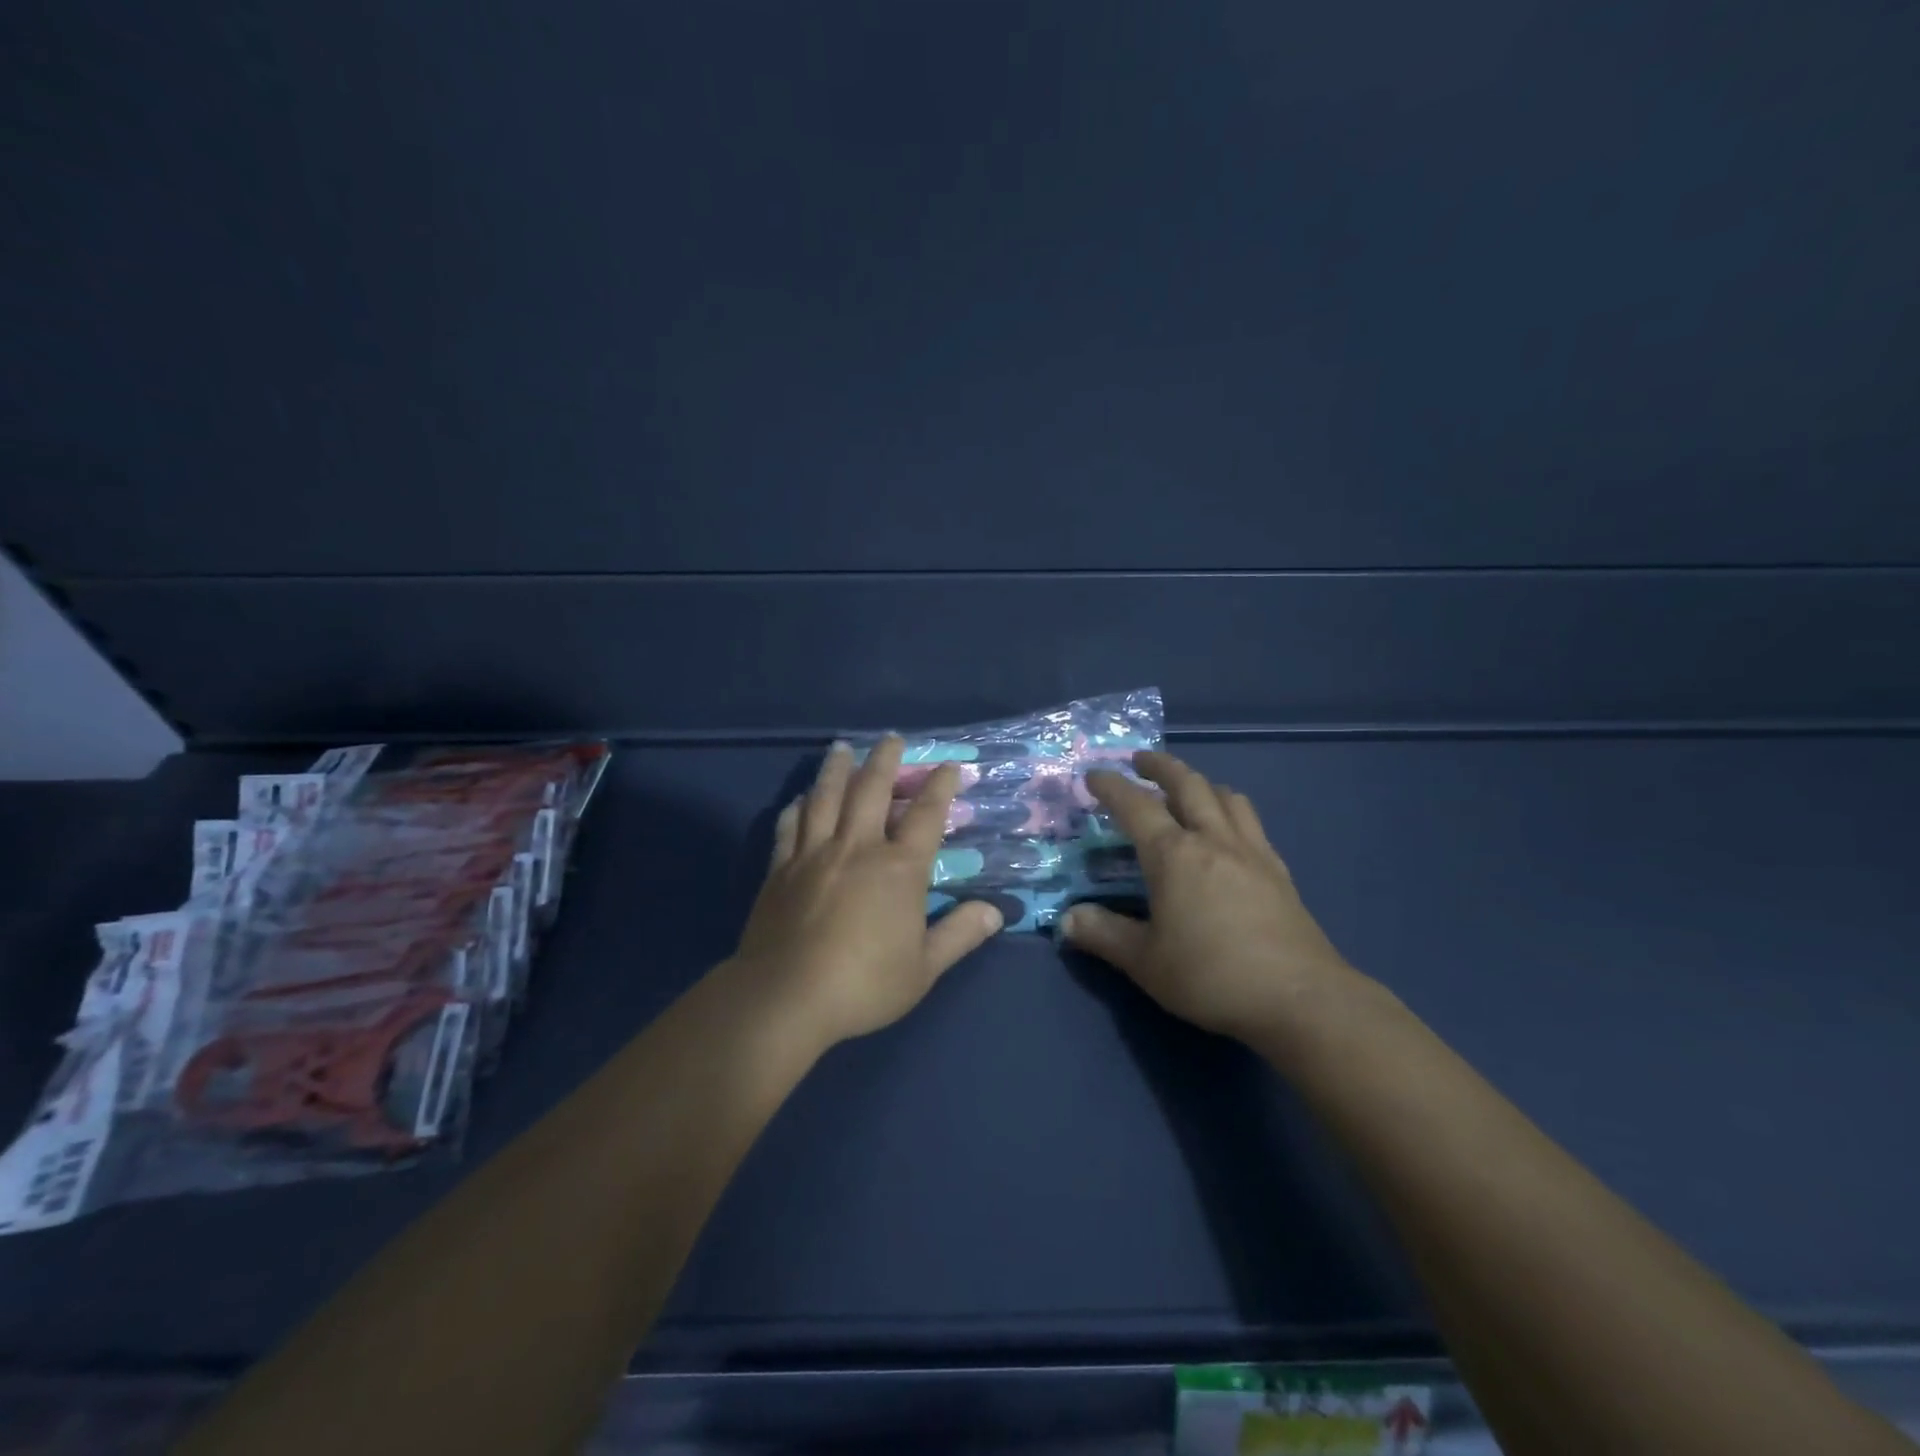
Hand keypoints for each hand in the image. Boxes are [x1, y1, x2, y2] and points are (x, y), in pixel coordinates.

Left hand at [731, 736, 1002, 1051]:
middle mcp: (857, 848)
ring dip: (837, 769)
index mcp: (898, 868)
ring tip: (842, 748)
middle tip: (891, 738)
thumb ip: (959, 935)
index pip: (925, 816)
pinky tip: (801, 798)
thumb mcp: (923, 968)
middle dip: (885, 760)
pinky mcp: (781, 869)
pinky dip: (798, 806)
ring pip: (826, 797)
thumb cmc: (863, 984)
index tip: (948, 766)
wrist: (785, 997)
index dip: (940, 787)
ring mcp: (814, 854)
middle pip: (871, 790)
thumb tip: (995, 911)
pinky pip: (790, 825)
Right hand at [1063, 751, 1361, 1042]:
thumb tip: (1067, 919)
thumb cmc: (1211, 976)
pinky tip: (1228, 833)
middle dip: (1161, 766)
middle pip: (1188, 784)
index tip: (1094, 775)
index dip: (1111, 786)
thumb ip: (1104, 935)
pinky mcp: (1279, 872)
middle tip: (1141, 761)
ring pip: (1226, 797)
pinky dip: (1230, 810)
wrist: (1300, 998)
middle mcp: (1213, 840)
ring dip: (1200, 783)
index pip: (1136, 806)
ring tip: (1187, 790)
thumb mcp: (1146, 962)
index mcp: (1174, 855)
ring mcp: (1252, 852)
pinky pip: (1251, 822)